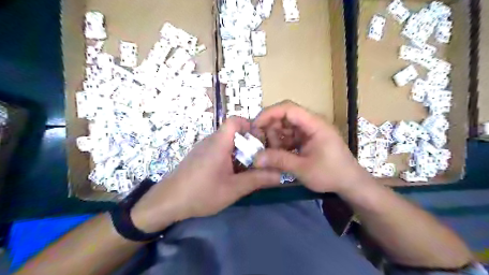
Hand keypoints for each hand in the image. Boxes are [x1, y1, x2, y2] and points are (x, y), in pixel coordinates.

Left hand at [132, 117, 280, 232]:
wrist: (167, 202)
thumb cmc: (201, 193)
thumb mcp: (233, 189)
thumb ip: (258, 180)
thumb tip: (281, 175)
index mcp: (219, 143)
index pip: (235, 120)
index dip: (250, 125)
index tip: (260, 141)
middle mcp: (211, 141)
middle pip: (234, 132)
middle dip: (249, 143)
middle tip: (259, 159)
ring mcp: (204, 148)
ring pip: (227, 142)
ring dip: (240, 152)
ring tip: (248, 169)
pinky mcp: (200, 157)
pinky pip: (219, 150)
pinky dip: (230, 157)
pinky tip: (232, 174)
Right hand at [252, 101, 370, 194]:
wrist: (350, 183)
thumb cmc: (331, 174)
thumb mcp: (303, 168)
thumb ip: (279, 161)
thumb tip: (255, 158)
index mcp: (314, 124)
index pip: (288, 108)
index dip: (269, 114)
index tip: (255, 126)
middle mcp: (311, 123)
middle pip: (285, 117)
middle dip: (270, 129)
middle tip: (261, 144)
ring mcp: (309, 131)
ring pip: (285, 127)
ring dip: (275, 138)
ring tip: (270, 153)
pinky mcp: (307, 139)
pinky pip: (289, 136)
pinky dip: (281, 144)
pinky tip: (277, 155)